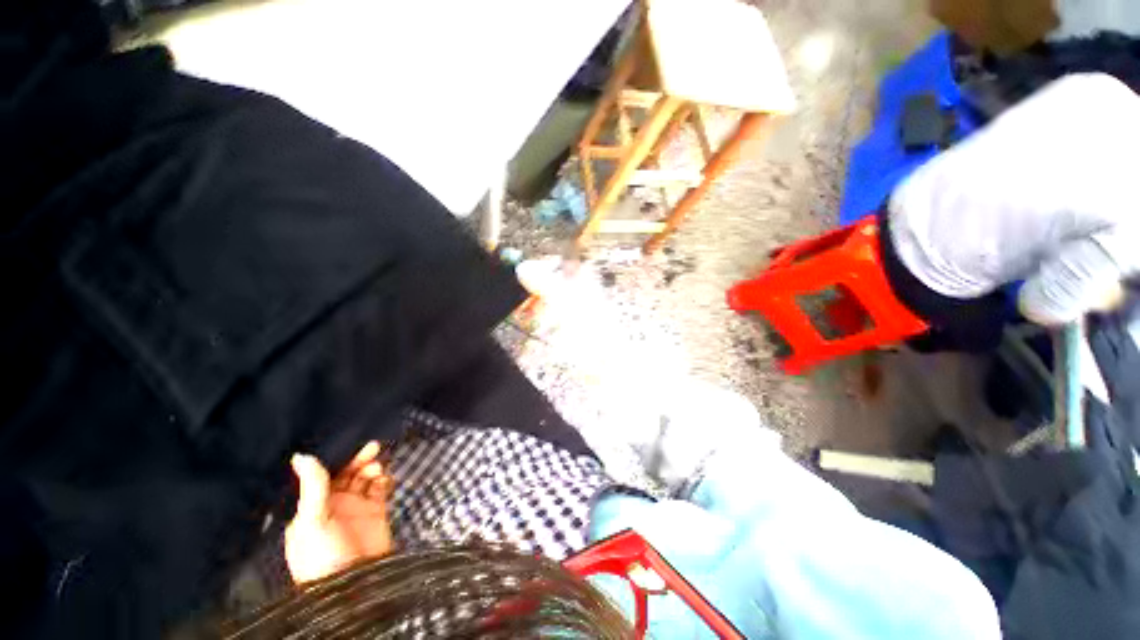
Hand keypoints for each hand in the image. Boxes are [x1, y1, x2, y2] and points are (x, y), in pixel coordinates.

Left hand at [284, 441, 394, 582]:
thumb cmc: (323, 554)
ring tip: (377, 469)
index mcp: (312, 507)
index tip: (351, 444)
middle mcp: (334, 505)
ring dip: (372, 469)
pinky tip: (385, 478)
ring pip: (365, 479)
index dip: (337, 460)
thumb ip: (312, 486)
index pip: (324, 476)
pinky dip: (384, 480)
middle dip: (359, 460)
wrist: (354, 585)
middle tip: (373, 448)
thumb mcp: (312, 521)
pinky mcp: (376, 513)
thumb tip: (300, 455)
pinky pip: (381, 489)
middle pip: (347, 474)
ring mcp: (356, 509)